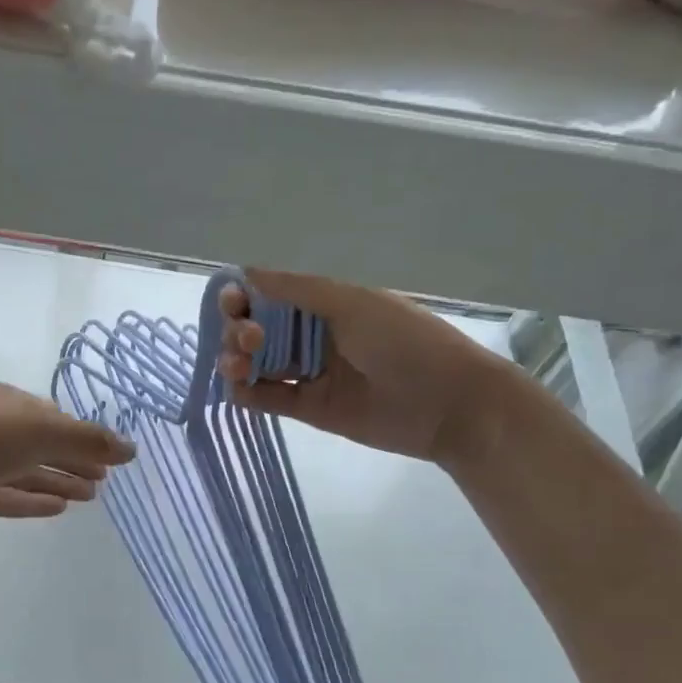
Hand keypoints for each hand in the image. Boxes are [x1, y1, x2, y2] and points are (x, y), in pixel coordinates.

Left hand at [0, 382, 135, 534]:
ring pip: (28, 472)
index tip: (111, 457)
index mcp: (9, 404)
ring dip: (59, 482)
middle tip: (105, 481)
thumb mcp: (39, 431)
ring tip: (91, 497)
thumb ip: (87, 440)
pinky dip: (34, 500)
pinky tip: (59, 509)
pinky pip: (9, 496)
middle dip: (74, 460)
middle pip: (43, 445)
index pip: (54, 418)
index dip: (84, 437)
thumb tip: (133, 449)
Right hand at [215, 269, 516, 465]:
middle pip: (257, 330)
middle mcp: (312, 336)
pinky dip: (247, 393)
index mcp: (324, 305)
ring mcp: (310, 374)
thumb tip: (245, 273)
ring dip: (237, 360)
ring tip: (238, 367)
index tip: (232, 304)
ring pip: (257, 364)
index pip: (270, 297)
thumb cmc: (404, 342)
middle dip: (240, 330)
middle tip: (250, 339)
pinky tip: (238, 389)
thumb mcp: (352, 303)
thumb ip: (297, 289)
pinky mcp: (309, 410)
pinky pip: (268, 399)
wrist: (448, 404)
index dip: (244, 298)